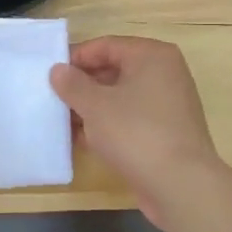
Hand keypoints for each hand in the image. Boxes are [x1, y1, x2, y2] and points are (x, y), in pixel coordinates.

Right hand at [50, 36, 229, 227]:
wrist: (181, 185)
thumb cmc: (136, 132)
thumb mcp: (95, 105)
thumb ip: (72, 84)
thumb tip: (58, 70)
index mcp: (152, 56)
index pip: (106, 45)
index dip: (76, 58)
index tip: (50, 74)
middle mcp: (164, 74)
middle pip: (114, 70)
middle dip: (82, 85)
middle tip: (53, 98)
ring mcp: (168, 104)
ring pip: (121, 97)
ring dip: (92, 108)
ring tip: (62, 121)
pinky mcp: (166, 132)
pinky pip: (130, 119)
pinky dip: (108, 125)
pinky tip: (83, 140)